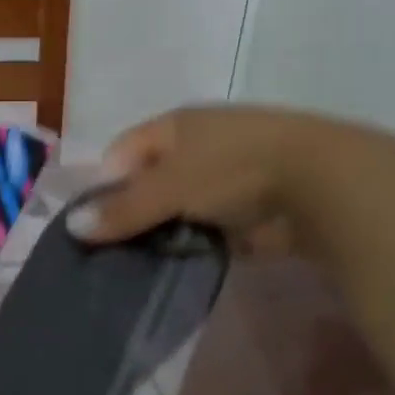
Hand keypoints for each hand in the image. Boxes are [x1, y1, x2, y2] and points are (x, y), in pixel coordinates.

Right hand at [66, 105, 338, 253]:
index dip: (106, 183)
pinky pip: (211, 231)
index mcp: (175, 126)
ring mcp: (228, 178)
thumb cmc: (232, 169)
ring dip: (166, 233)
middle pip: (151, 181)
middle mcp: (199, 146)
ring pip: (180, 209)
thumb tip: (72, 226)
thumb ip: (123, 208)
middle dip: (134, 213)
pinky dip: (197, 247)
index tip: (97, 221)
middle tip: (115, 250)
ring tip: (144, 264)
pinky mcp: (251, 211)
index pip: (123, 151)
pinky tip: (181, 269)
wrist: (322, 183)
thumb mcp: (169, 187)